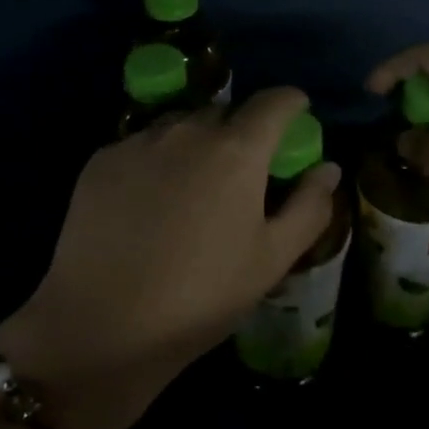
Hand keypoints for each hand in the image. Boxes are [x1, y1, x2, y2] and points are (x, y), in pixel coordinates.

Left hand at [0, 88, 341, 428]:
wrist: (100, 327)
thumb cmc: (201, 296)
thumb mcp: (271, 259)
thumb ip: (309, 207)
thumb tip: (328, 167)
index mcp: (237, 150)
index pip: (275, 101)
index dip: (292, 104)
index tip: (297, 118)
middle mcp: (187, 130)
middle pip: (226, 111)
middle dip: (242, 130)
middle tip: (242, 171)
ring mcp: (138, 142)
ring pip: (181, 125)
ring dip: (197, 143)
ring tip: (192, 188)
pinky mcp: (100, 161)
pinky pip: (142, 145)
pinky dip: (157, 160)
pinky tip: (149, 204)